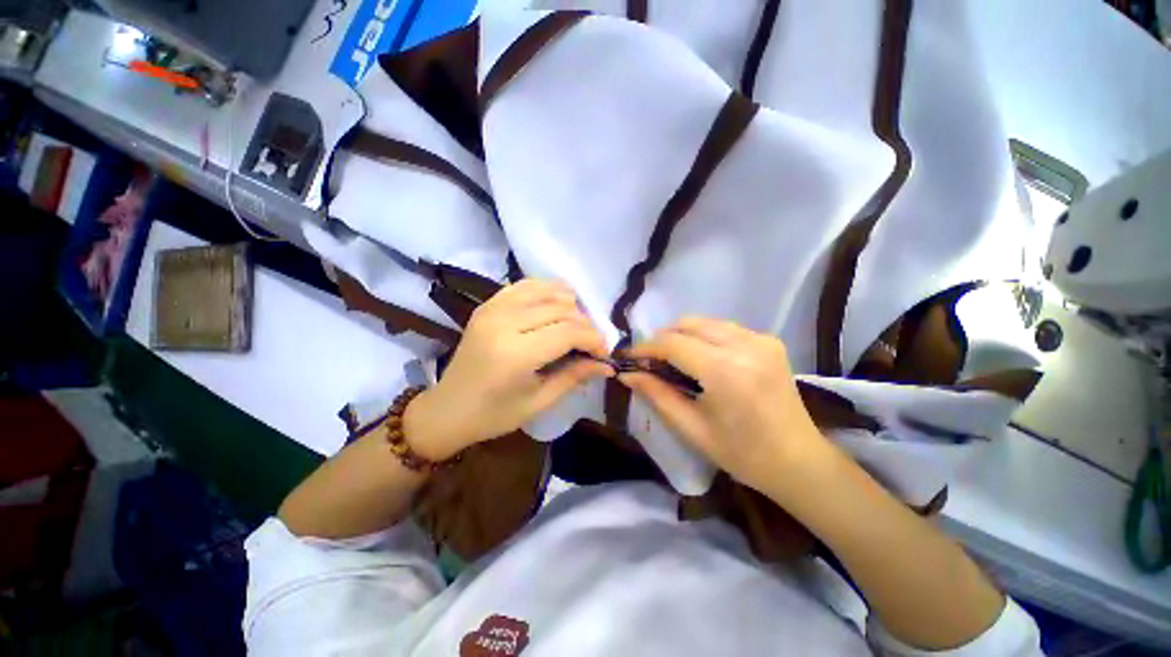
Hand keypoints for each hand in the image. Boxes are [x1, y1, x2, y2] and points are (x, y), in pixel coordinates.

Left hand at [405, 279, 613, 460]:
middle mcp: (503, 323)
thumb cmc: (494, 414)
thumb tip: (607, 365)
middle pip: (561, 308)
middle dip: (585, 324)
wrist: (447, 409)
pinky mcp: (487, 305)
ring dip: (569, 303)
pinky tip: (555, 304)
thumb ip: (574, 376)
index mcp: (516, 354)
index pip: (569, 332)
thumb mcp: (539, 402)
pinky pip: (524, 286)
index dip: (594, 339)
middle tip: (591, 343)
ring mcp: (492, 309)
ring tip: (576, 323)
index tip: (604, 353)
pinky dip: (545, 290)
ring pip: (545, 290)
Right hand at [621, 317, 831, 495]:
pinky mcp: (769, 341)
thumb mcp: (691, 427)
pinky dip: (704, 337)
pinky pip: (724, 328)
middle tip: (650, 361)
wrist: (799, 461)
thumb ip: (656, 394)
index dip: (645, 348)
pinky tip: (700, 359)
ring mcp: (761, 339)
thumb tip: (626, 374)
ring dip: (682, 336)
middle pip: (688, 324)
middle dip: (662, 339)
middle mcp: (745, 345)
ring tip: (672, 360)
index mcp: (725, 370)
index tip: (628, 357)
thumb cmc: (741, 453)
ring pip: (705, 322)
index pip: (672, 343)